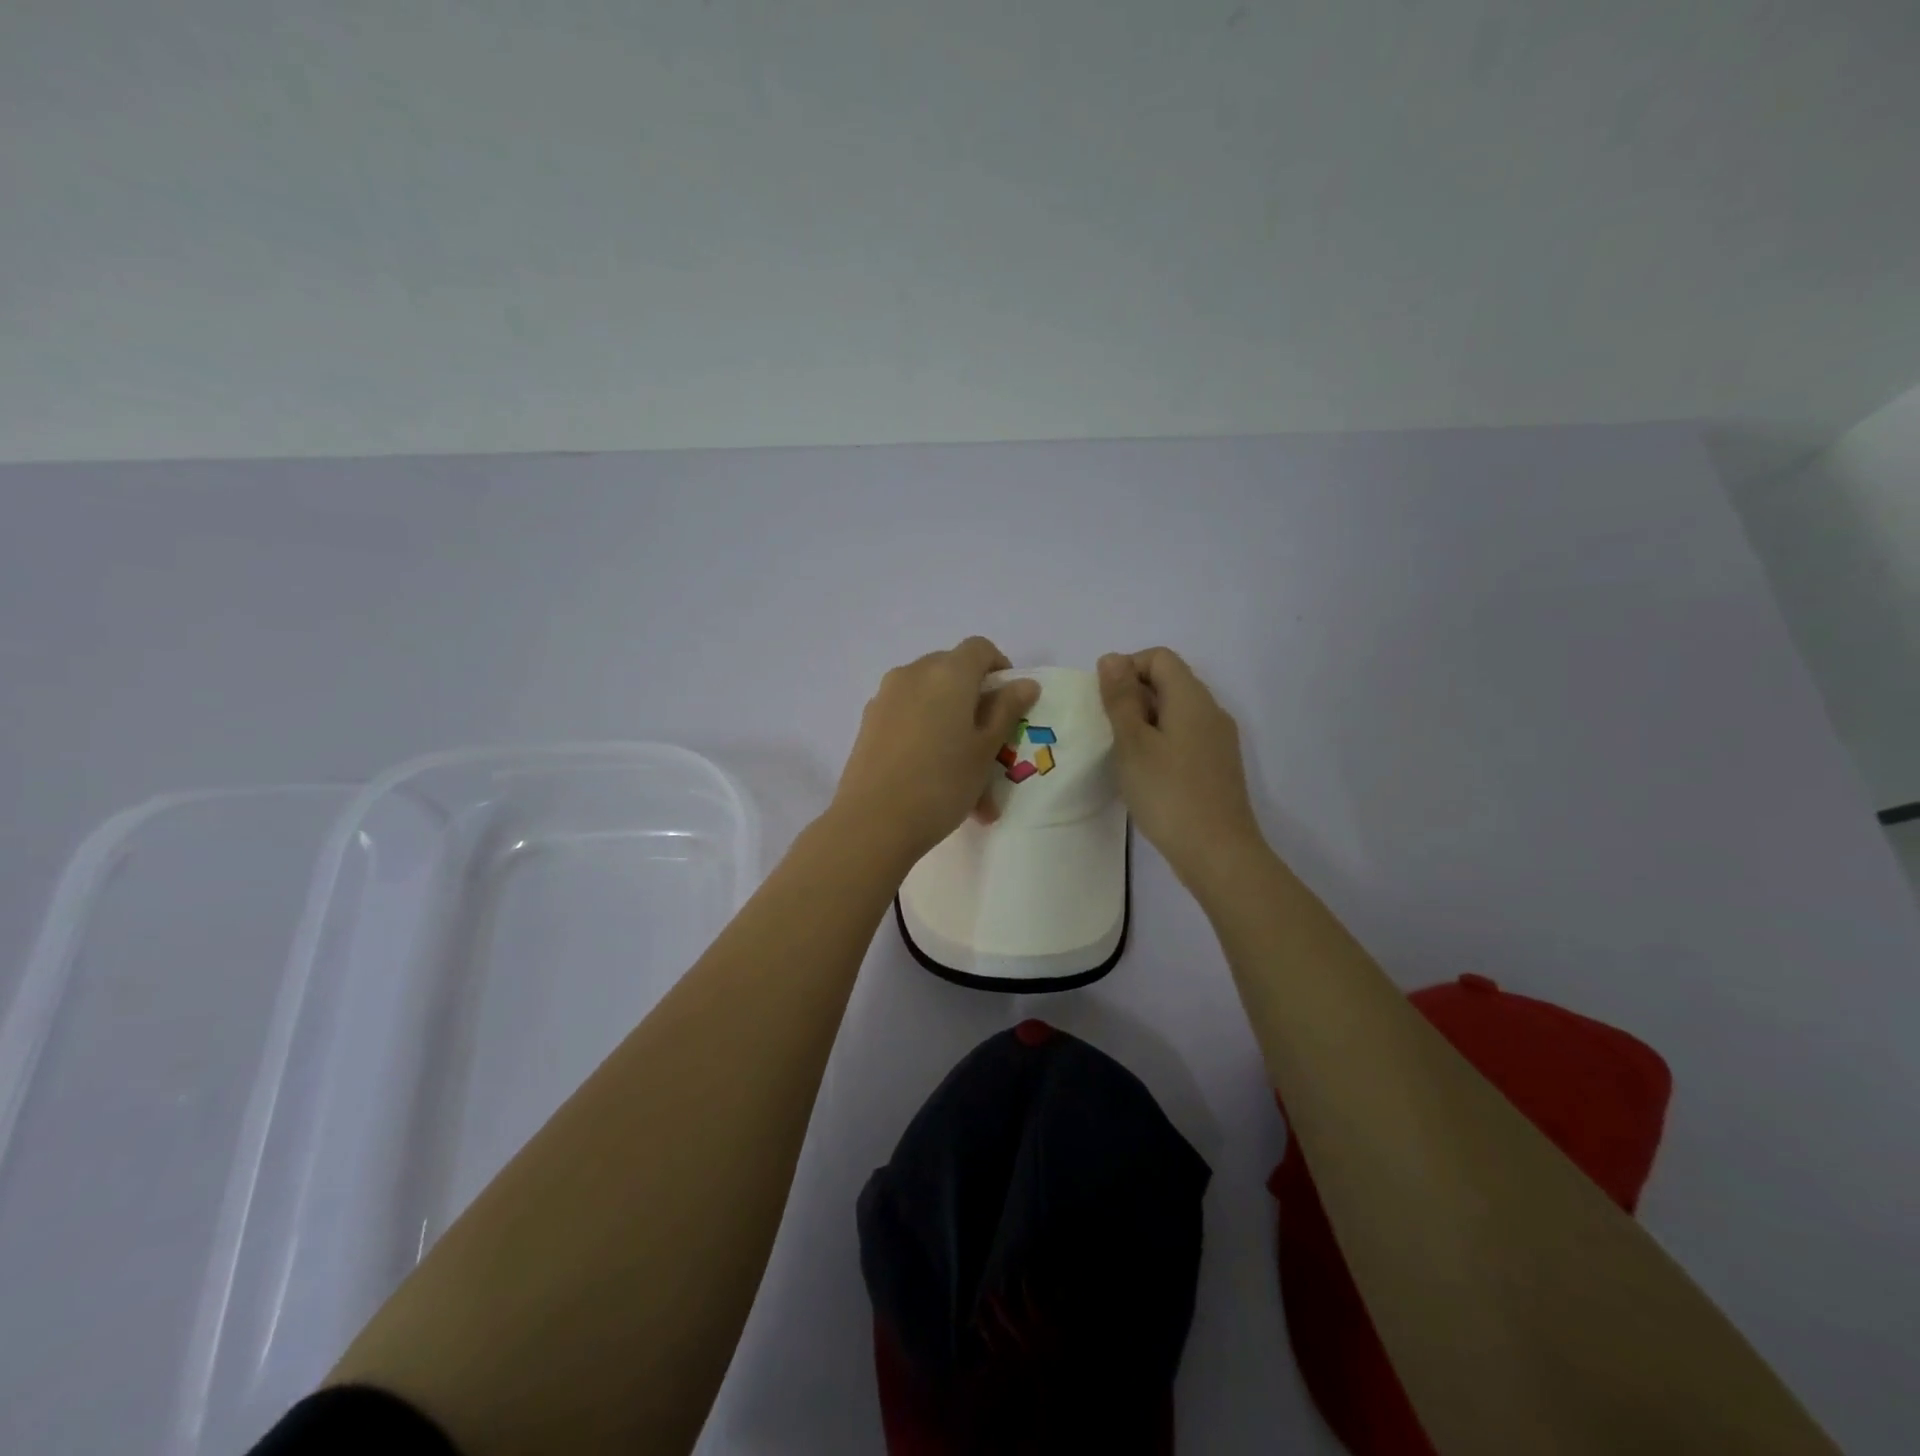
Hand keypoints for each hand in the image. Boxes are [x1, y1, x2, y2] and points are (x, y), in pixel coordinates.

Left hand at [831, 637, 1039, 864]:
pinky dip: (926, 736)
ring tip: (965, 775)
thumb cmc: (942, 783)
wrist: (873, 821)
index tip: (1010, 702)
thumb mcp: (985, 750)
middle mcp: (913, 674)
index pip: (979, 648)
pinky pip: (907, 717)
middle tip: (989, 741)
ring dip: (950, 724)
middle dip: (973, 699)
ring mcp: (886, 697)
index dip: (999, 667)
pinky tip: (933, 779)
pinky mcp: (869, 722)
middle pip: (951, 671)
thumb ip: (1006, 710)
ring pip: (928, 699)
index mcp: (948, 673)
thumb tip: (1024, 683)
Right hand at [1098, 648, 1266, 889]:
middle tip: (1107, 729)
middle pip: (1170, 681)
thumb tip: (1112, 658)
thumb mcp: (1133, 743)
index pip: (1159, 657)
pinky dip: (1161, 741)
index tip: (1104, 701)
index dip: (1127, 668)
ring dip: (1145, 720)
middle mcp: (1211, 711)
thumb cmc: (1168, 793)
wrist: (1217, 852)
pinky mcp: (1218, 766)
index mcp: (1192, 698)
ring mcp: (1218, 740)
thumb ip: (1120, 698)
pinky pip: (1185, 736)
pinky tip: (1145, 772)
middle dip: (1133, 695)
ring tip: (1122, 752)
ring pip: (1176, 711)